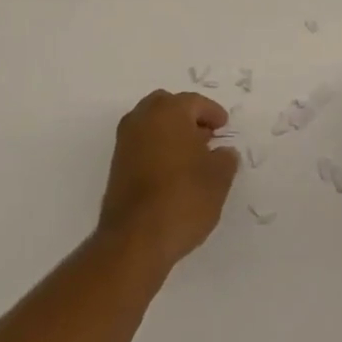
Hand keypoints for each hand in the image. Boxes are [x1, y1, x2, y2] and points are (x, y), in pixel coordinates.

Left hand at [97, 90, 238, 268]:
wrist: (135, 239)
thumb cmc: (183, 199)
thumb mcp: (218, 179)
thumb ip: (225, 158)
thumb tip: (223, 152)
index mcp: (168, 112)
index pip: (194, 102)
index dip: (213, 113)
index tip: (224, 126)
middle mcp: (142, 118)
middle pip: (168, 106)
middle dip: (187, 117)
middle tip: (206, 136)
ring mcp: (125, 141)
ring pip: (151, 124)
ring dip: (170, 132)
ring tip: (192, 156)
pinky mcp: (116, 165)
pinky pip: (142, 144)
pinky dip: (157, 148)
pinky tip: (173, 171)